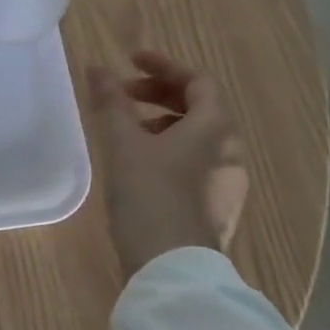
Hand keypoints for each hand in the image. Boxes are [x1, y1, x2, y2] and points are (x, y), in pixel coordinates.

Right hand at [87, 50, 248, 282]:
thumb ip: (111, 102)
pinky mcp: (219, 207)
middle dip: (160, 94)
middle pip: (201, 107)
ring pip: (199, 136)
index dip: (163, 66)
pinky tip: (142, 164)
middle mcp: (231, 151)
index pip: (198, 81)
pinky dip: (172, 148)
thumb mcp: (123, 143)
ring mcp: (229, 182)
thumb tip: (97, 67)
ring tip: (128, 130)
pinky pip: (198, 161)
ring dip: (164, 122)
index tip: (130, 61)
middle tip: (123, 95)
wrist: (173, 269)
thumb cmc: (150, 195)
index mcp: (215, 129)